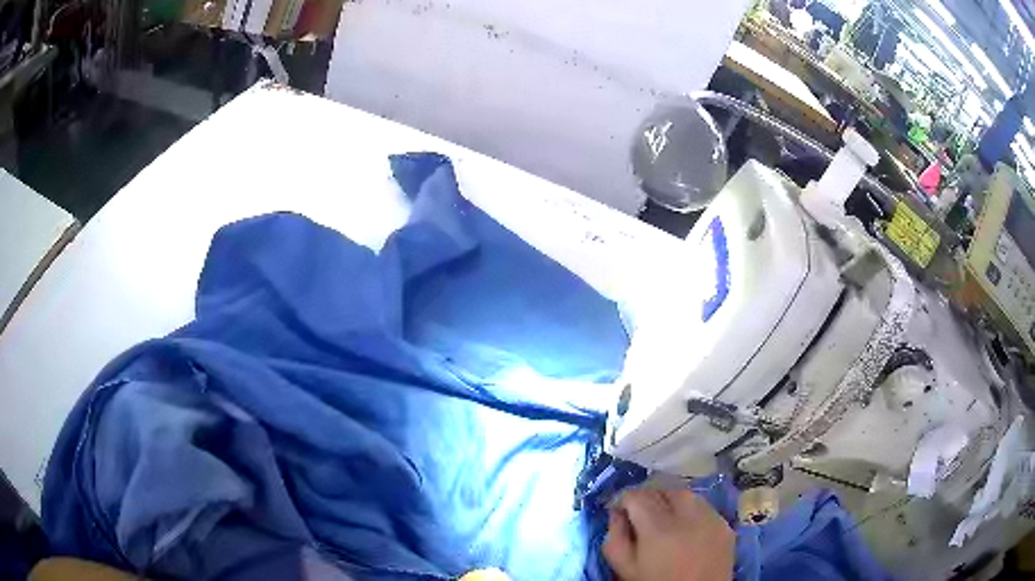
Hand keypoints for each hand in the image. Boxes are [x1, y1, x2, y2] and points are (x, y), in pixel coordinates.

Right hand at [603, 488, 733, 580]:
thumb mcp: (624, 568)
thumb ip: (614, 538)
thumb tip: (616, 513)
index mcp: (659, 529)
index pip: (637, 496)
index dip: (623, 499)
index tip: (618, 510)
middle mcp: (689, 517)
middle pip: (664, 490)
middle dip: (648, 497)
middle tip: (639, 512)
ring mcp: (712, 519)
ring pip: (687, 495)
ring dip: (671, 501)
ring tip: (663, 518)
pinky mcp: (726, 526)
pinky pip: (705, 508)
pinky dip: (691, 511)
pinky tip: (685, 528)